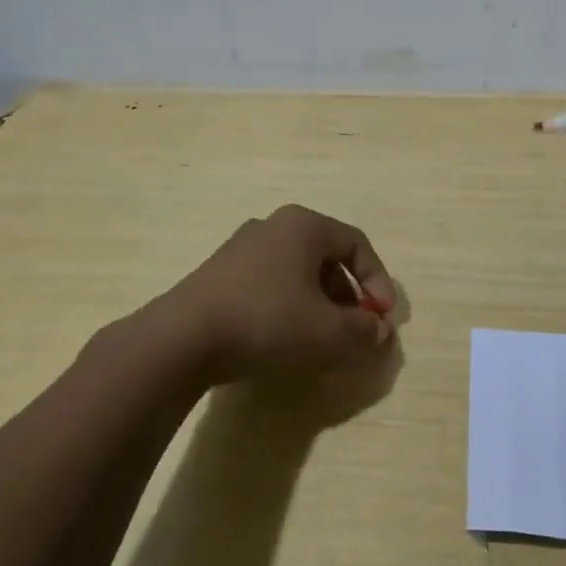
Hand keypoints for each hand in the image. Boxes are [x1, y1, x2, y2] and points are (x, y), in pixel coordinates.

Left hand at [168, 204, 397, 381]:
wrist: (182, 338)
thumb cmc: (267, 321)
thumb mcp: (327, 332)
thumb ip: (364, 332)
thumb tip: (382, 332)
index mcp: (304, 225)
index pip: (357, 244)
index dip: (378, 281)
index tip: (383, 317)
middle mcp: (274, 226)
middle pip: (327, 257)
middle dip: (348, 296)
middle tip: (355, 330)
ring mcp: (242, 247)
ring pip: (298, 272)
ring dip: (320, 304)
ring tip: (323, 340)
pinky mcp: (220, 273)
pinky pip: (270, 283)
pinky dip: (289, 307)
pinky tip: (285, 340)